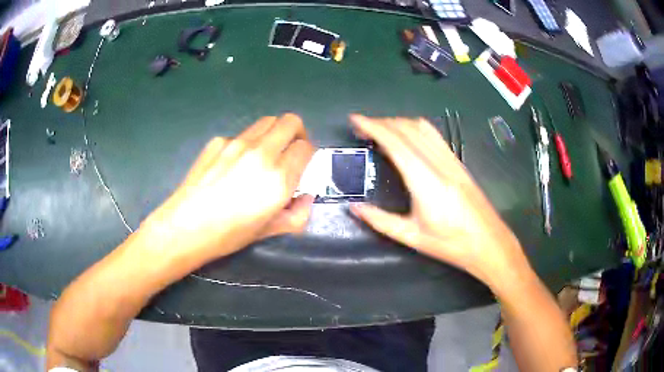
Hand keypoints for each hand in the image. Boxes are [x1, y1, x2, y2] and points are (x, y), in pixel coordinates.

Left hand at [139, 114, 315, 263]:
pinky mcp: (218, 141)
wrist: (185, 227)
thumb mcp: (270, 231)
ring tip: (265, 155)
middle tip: (290, 151)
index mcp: (278, 178)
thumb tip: (306, 198)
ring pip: (267, 122)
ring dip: (274, 134)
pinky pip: (242, 135)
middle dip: (297, 133)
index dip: (308, 155)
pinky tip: (233, 166)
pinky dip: (247, 144)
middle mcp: (260, 153)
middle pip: (290, 122)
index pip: (305, 147)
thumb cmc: (229, 234)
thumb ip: (298, 214)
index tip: (302, 165)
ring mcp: (236, 143)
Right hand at [349, 115, 531, 289]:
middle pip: (408, 130)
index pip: (396, 144)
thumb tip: (355, 207)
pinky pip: (434, 136)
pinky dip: (415, 128)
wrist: (489, 243)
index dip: (374, 127)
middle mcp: (439, 164)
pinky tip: (407, 136)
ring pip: (422, 129)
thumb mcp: (413, 238)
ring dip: (398, 123)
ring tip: (380, 129)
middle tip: (362, 127)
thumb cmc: (451, 245)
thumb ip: (381, 221)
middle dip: (382, 122)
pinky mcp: (458, 163)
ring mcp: (451, 161)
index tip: (356, 120)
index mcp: (425, 182)